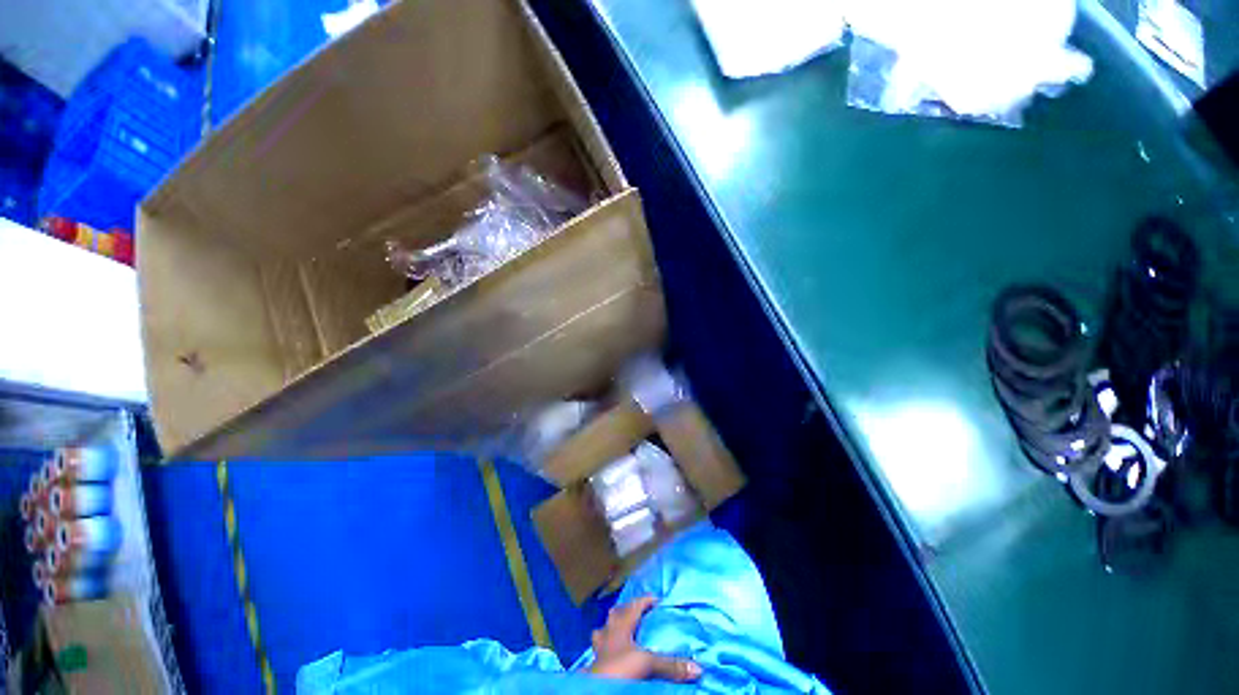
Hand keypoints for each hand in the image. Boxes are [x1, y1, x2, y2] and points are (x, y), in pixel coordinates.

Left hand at [588, 596, 701, 681]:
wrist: (595, 687)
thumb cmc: (619, 667)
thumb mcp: (647, 663)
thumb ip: (669, 664)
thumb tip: (697, 668)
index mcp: (621, 625)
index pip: (635, 605)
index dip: (645, 600)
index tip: (656, 598)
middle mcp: (609, 632)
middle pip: (615, 615)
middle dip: (625, 610)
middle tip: (635, 611)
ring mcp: (599, 647)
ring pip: (603, 630)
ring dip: (610, 627)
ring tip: (617, 629)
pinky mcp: (594, 664)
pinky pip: (598, 649)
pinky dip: (604, 647)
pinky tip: (608, 652)